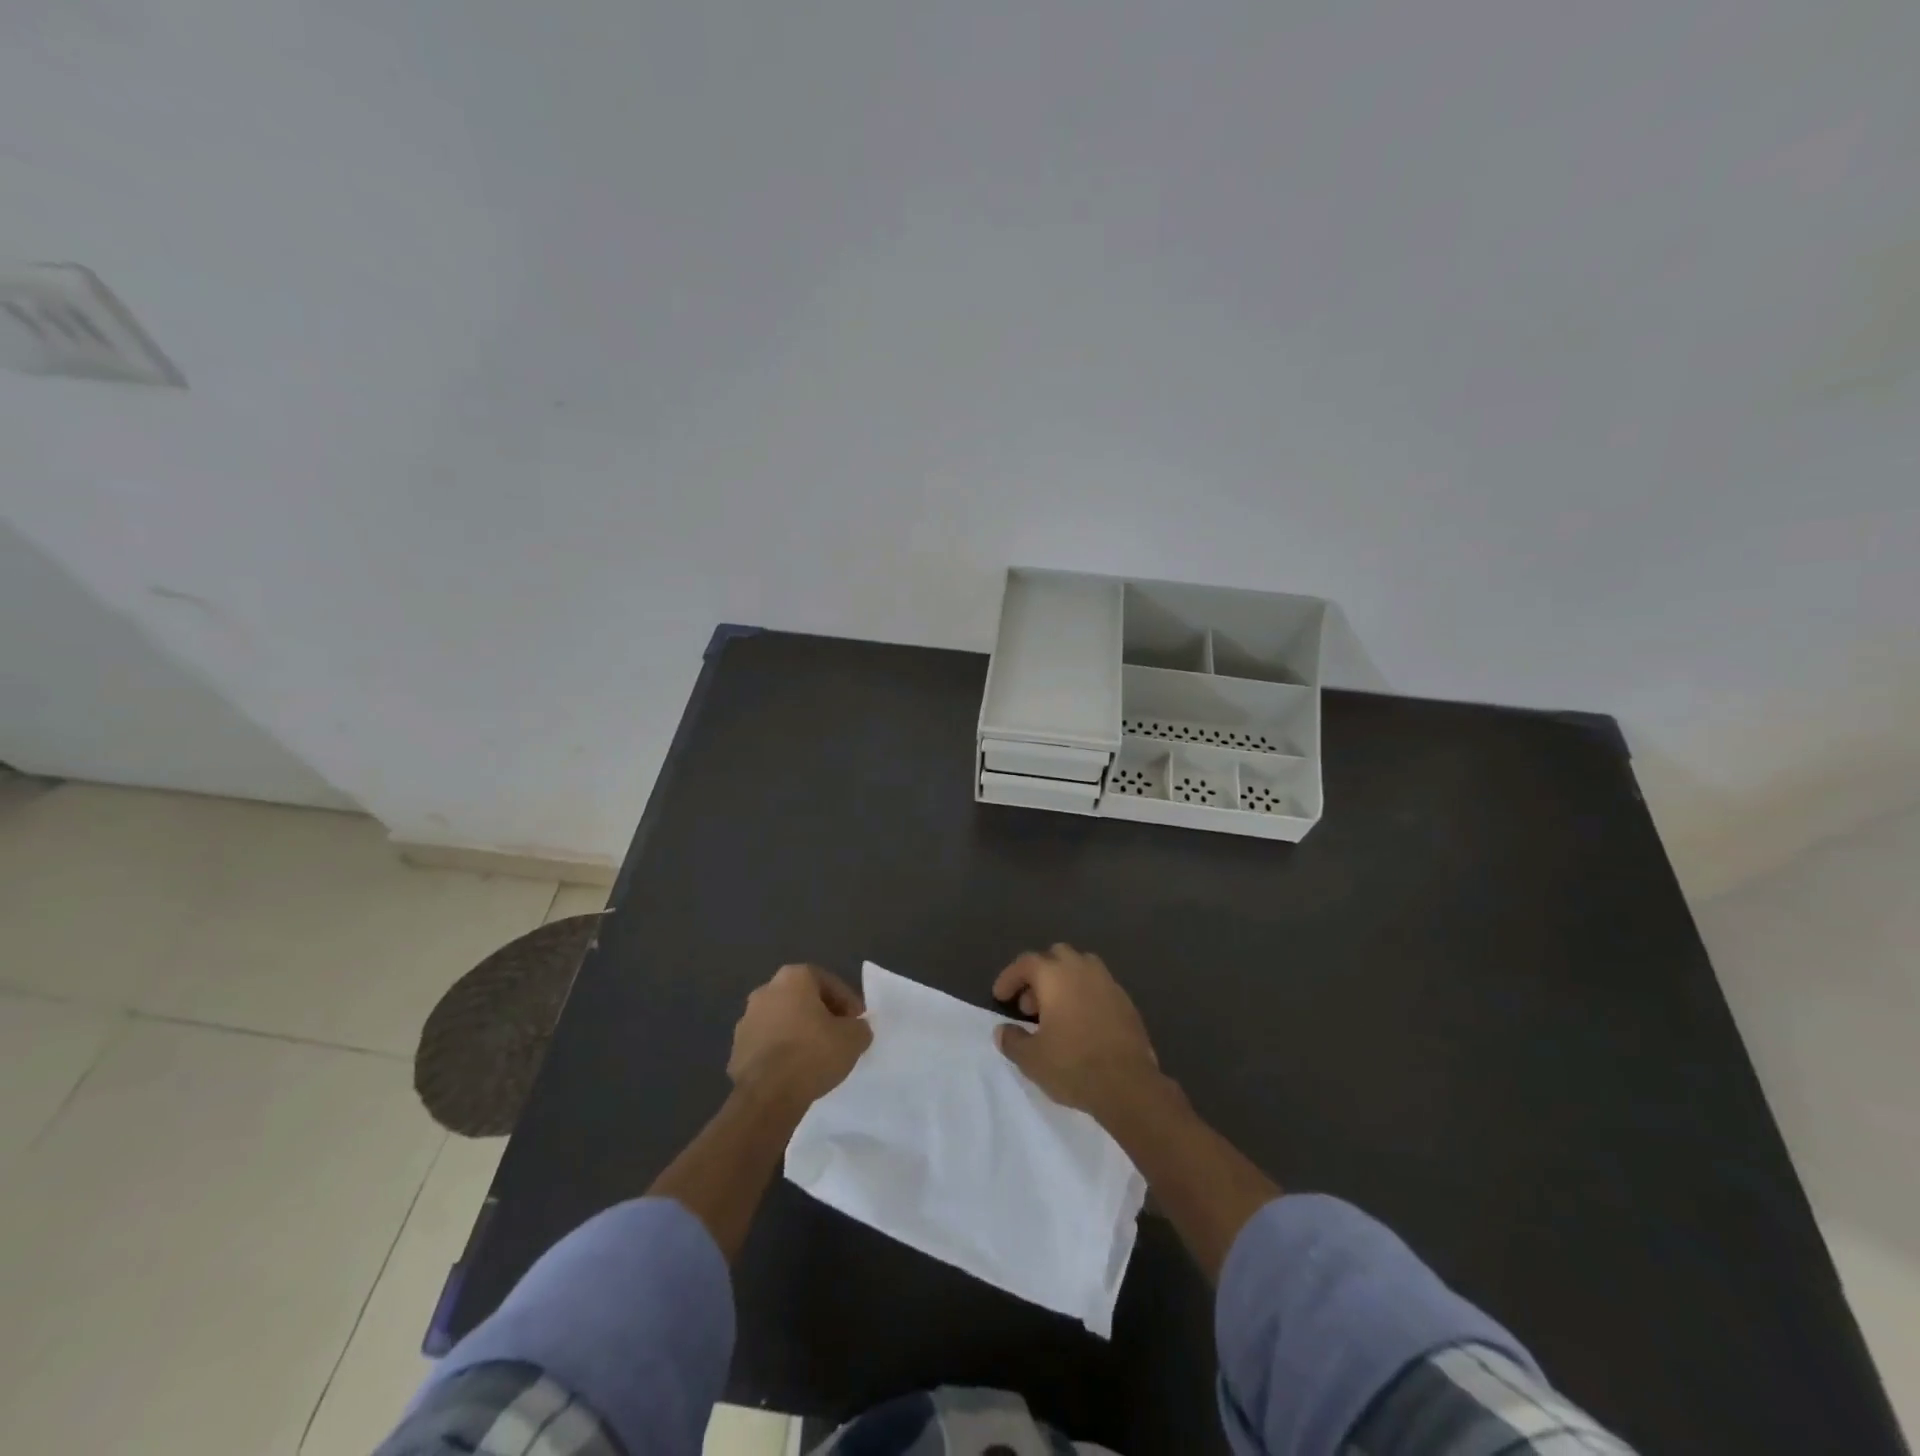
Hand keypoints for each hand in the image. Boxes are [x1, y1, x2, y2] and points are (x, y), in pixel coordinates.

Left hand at [728, 964, 872, 1106]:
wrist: (767, 1096)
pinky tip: (794, 1072)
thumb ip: (859, 1027)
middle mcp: (765, 991)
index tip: (856, 1022)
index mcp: (793, 978)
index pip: (827, 982)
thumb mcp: (854, 1038)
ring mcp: (746, 1020)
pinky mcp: (735, 1050)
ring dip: (797, 1033)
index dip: (846, 1001)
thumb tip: (856, 1029)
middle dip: (820, 1014)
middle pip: (801, 998)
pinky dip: (780, 1053)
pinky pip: (766, 1045)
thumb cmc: (813, 1053)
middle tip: (837, 1036)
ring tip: (815, 1057)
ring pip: (781, 1021)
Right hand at [993, 944, 1160, 1114]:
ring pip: (1081, 967)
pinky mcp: (1126, 1001)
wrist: (1128, 1085)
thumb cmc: (1073, 1065)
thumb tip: (1003, 1031)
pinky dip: (1085, 995)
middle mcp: (1082, 969)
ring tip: (1056, 1012)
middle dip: (1039, 975)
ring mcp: (1108, 983)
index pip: (1026, 963)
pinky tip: (1082, 1024)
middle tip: (1030, 1006)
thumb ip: (1012, 1040)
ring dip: (1064, 981)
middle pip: (1056, 956)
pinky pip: (1099, 986)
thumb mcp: (1031, 1059)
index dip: (1009, 977)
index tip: (1000, 997)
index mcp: (1055, 975)